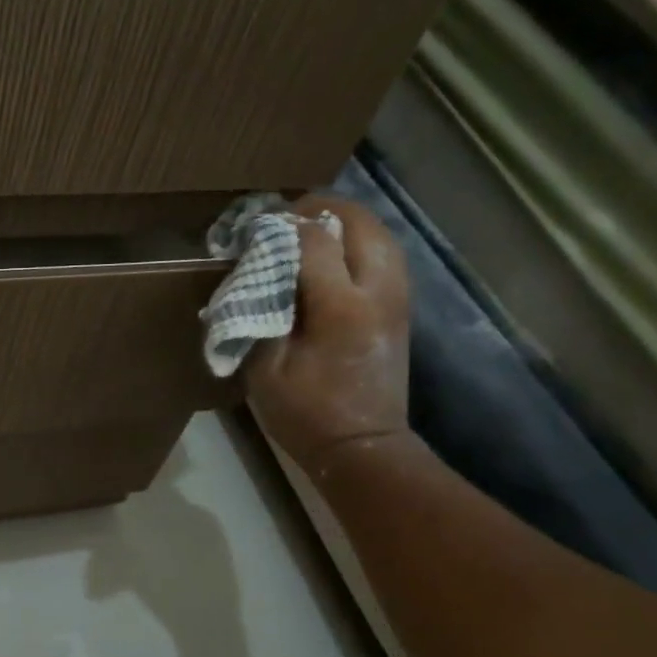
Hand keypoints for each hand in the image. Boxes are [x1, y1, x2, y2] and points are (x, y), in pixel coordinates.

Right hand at [245, 194, 410, 472]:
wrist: (362, 446)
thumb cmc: (305, 413)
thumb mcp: (265, 368)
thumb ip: (262, 312)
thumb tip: (259, 272)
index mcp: (340, 307)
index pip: (314, 240)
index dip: (283, 226)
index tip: (254, 228)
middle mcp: (377, 291)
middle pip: (358, 223)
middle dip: (321, 210)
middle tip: (285, 217)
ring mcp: (397, 297)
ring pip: (379, 233)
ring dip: (344, 222)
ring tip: (308, 229)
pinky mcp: (401, 307)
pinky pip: (385, 254)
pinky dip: (359, 241)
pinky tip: (334, 253)